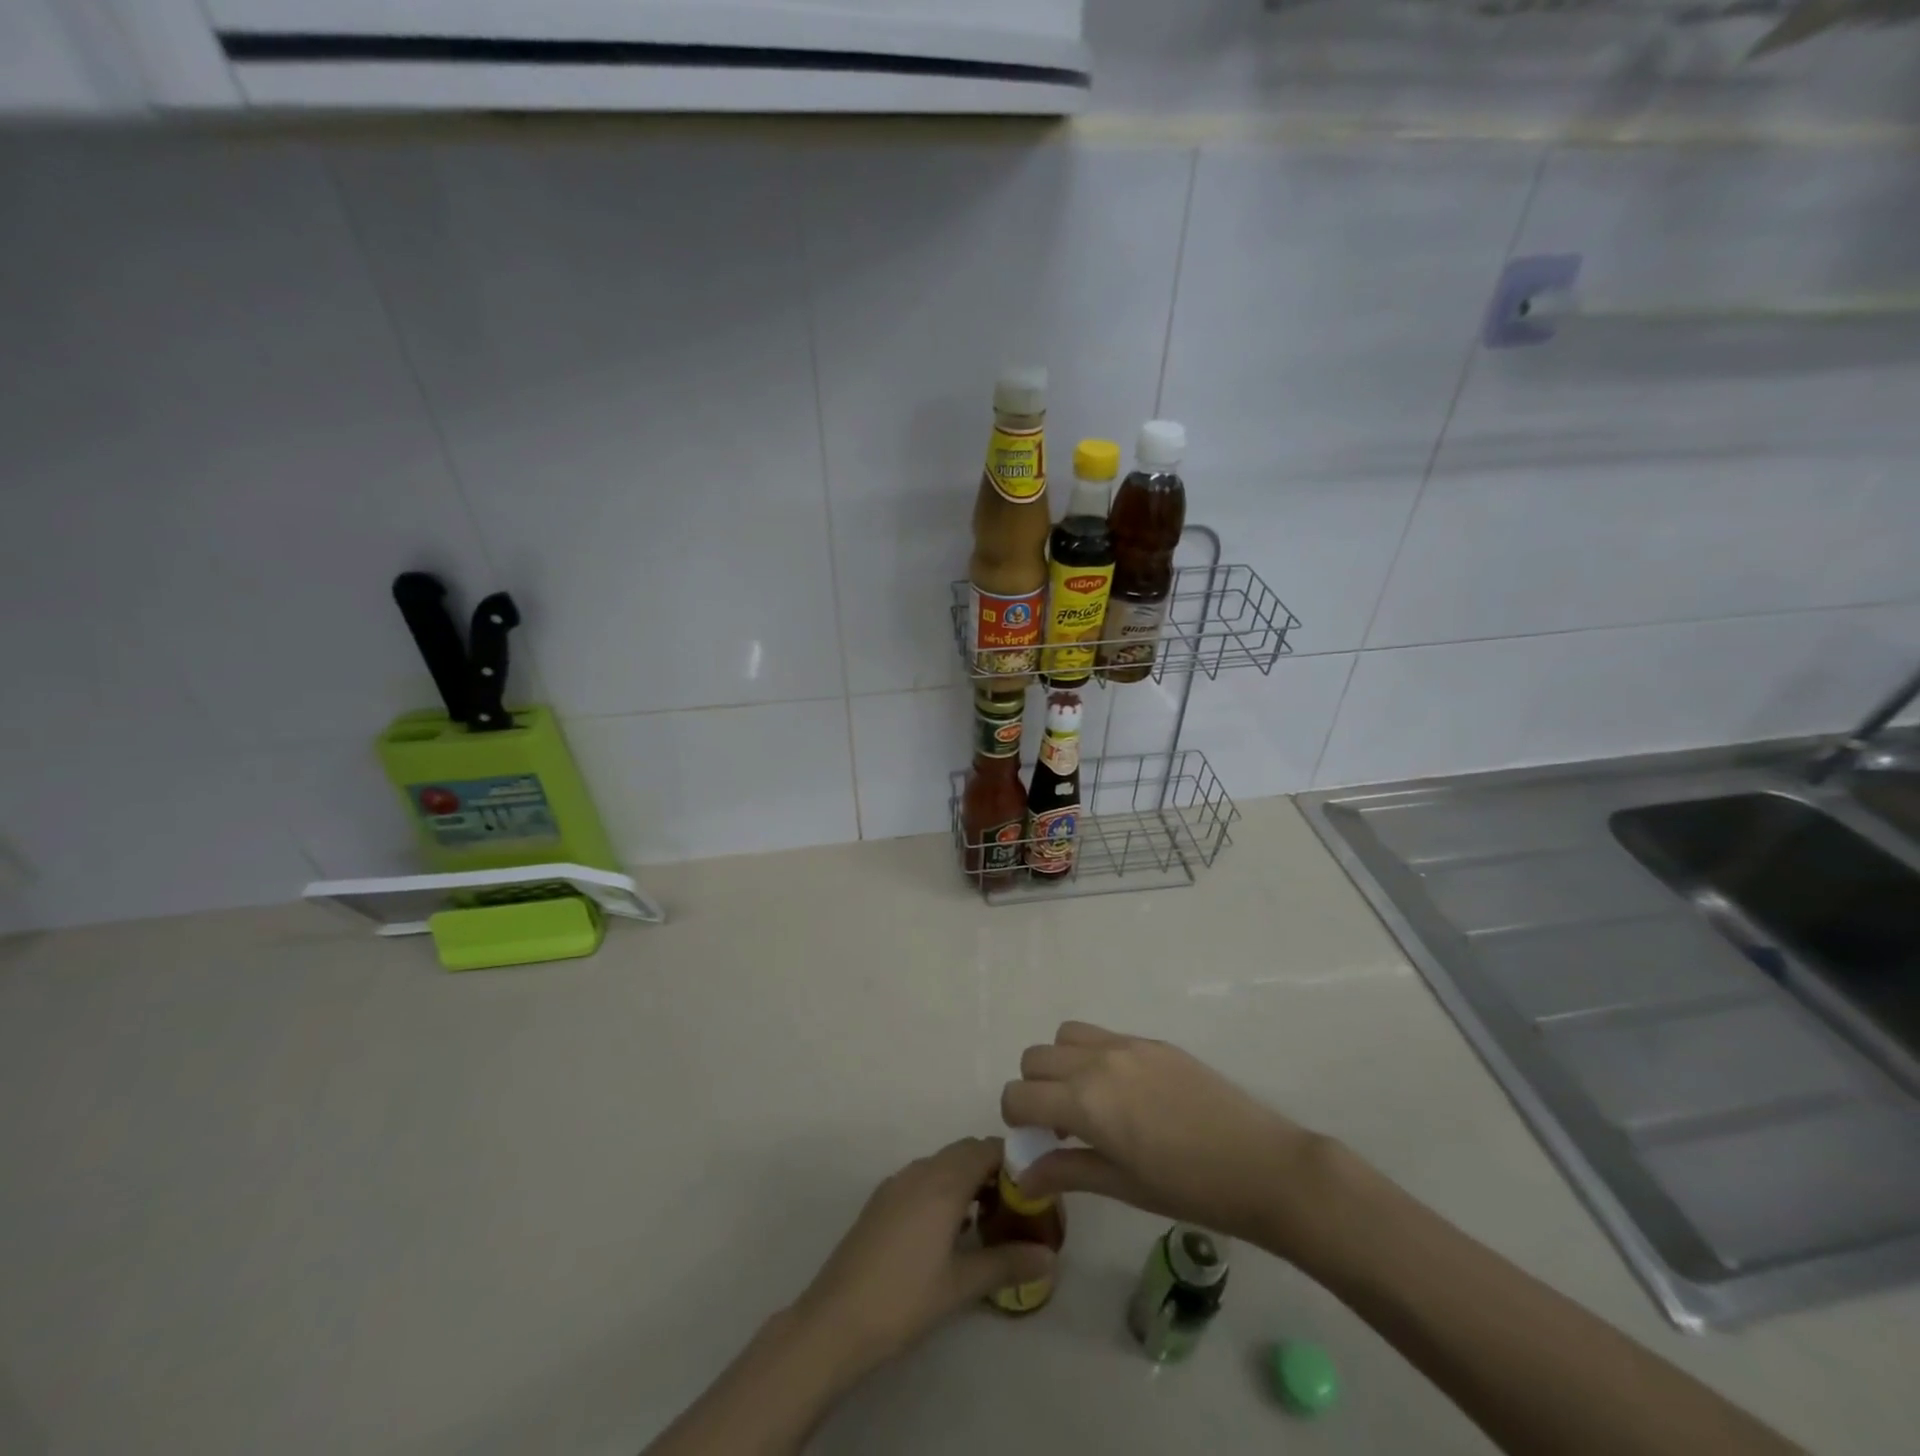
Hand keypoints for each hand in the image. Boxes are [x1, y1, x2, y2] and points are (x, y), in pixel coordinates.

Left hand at [792, 1137, 1054, 1384]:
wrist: (834, 1321)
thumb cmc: (904, 1299)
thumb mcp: (961, 1285)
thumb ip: (1007, 1264)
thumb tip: (1050, 1256)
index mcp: (943, 1181)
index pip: (987, 1149)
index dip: (1014, 1161)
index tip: (1035, 1188)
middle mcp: (920, 1170)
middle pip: (965, 1152)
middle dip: (993, 1170)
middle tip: (1017, 1206)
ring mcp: (897, 1183)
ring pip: (943, 1165)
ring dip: (968, 1180)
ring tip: (988, 1220)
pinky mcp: (881, 1200)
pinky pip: (923, 1179)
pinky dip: (944, 1189)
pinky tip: (950, 1230)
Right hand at [1001, 1021, 1324, 1249]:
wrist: (1262, 1165)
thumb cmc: (1189, 1189)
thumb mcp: (1123, 1186)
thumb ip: (1067, 1172)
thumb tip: (1023, 1175)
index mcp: (1086, 1100)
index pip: (1019, 1094)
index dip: (1014, 1118)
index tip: (1031, 1140)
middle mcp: (1098, 1061)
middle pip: (1035, 1057)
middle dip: (1034, 1089)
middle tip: (1059, 1125)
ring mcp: (1127, 1045)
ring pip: (1065, 1036)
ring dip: (1061, 1064)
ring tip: (1087, 1101)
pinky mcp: (1153, 1041)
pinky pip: (1103, 1036)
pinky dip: (1092, 1056)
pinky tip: (1124, 1093)